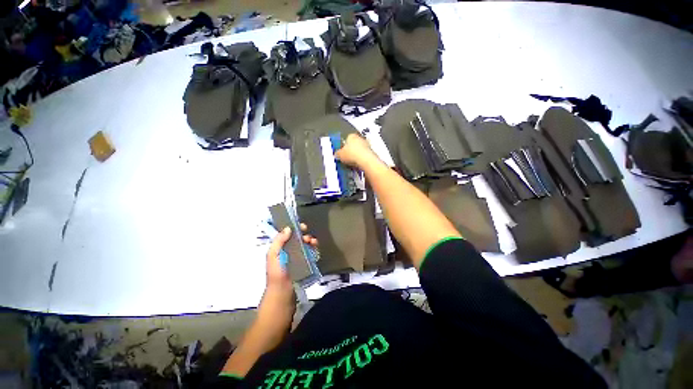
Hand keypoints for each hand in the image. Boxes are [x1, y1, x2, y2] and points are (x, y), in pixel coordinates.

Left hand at [265, 224, 318, 292]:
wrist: (283, 293)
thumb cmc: (276, 274)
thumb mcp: (273, 256)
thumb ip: (278, 241)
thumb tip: (288, 228)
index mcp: (280, 248)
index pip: (288, 234)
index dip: (295, 229)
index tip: (302, 227)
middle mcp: (289, 251)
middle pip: (298, 239)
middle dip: (304, 235)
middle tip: (308, 237)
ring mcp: (297, 258)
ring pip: (306, 245)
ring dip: (310, 241)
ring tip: (314, 243)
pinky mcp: (305, 264)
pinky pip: (310, 253)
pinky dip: (314, 249)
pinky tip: (315, 249)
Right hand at [335, 133, 378, 169]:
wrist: (366, 161)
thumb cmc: (352, 154)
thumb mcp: (339, 155)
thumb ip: (337, 154)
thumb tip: (336, 154)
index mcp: (351, 136)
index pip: (346, 139)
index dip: (343, 147)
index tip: (341, 153)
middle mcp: (360, 138)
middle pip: (353, 145)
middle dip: (350, 152)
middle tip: (345, 159)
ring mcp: (367, 145)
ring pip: (359, 151)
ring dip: (356, 156)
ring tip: (351, 164)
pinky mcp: (371, 153)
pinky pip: (363, 156)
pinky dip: (361, 160)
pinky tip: (357, 165)